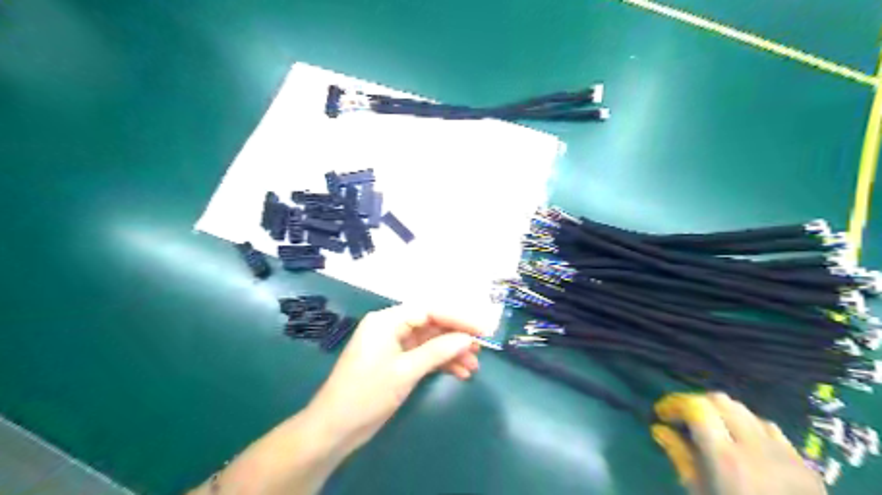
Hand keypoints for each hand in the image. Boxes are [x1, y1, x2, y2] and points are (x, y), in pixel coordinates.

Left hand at [307, 305, 484, 455]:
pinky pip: (423, 356)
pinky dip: (440, 363)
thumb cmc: (367, 394)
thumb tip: (467, 338)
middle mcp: (391, 327)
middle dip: (456, 337)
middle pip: (431, 325)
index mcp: (387, 320)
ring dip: (451, 352)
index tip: (482, 329)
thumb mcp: (405, 371)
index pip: (429, 310)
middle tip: (481, 349)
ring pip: (429, 342)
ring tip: (473, 366)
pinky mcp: (395, 362)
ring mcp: (393, 345)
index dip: (458, 318)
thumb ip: (438, 351)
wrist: (335, 428)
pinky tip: (459, 373)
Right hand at [653, 395, 827, 494]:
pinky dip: (747, 425)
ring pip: (744, 410)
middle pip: (720, 401)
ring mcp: (785, 453)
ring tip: (709, 428)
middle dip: (695, 403)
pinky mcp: (804, 463)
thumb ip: (679, 457)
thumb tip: (660, 429)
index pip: (697, 407)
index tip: (661, 414)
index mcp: (727, 459)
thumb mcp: (699, 494)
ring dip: (720, 411)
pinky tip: (741, 442)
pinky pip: (768, 428)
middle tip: (681, 418)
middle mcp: (756, 447)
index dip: (675, 403)